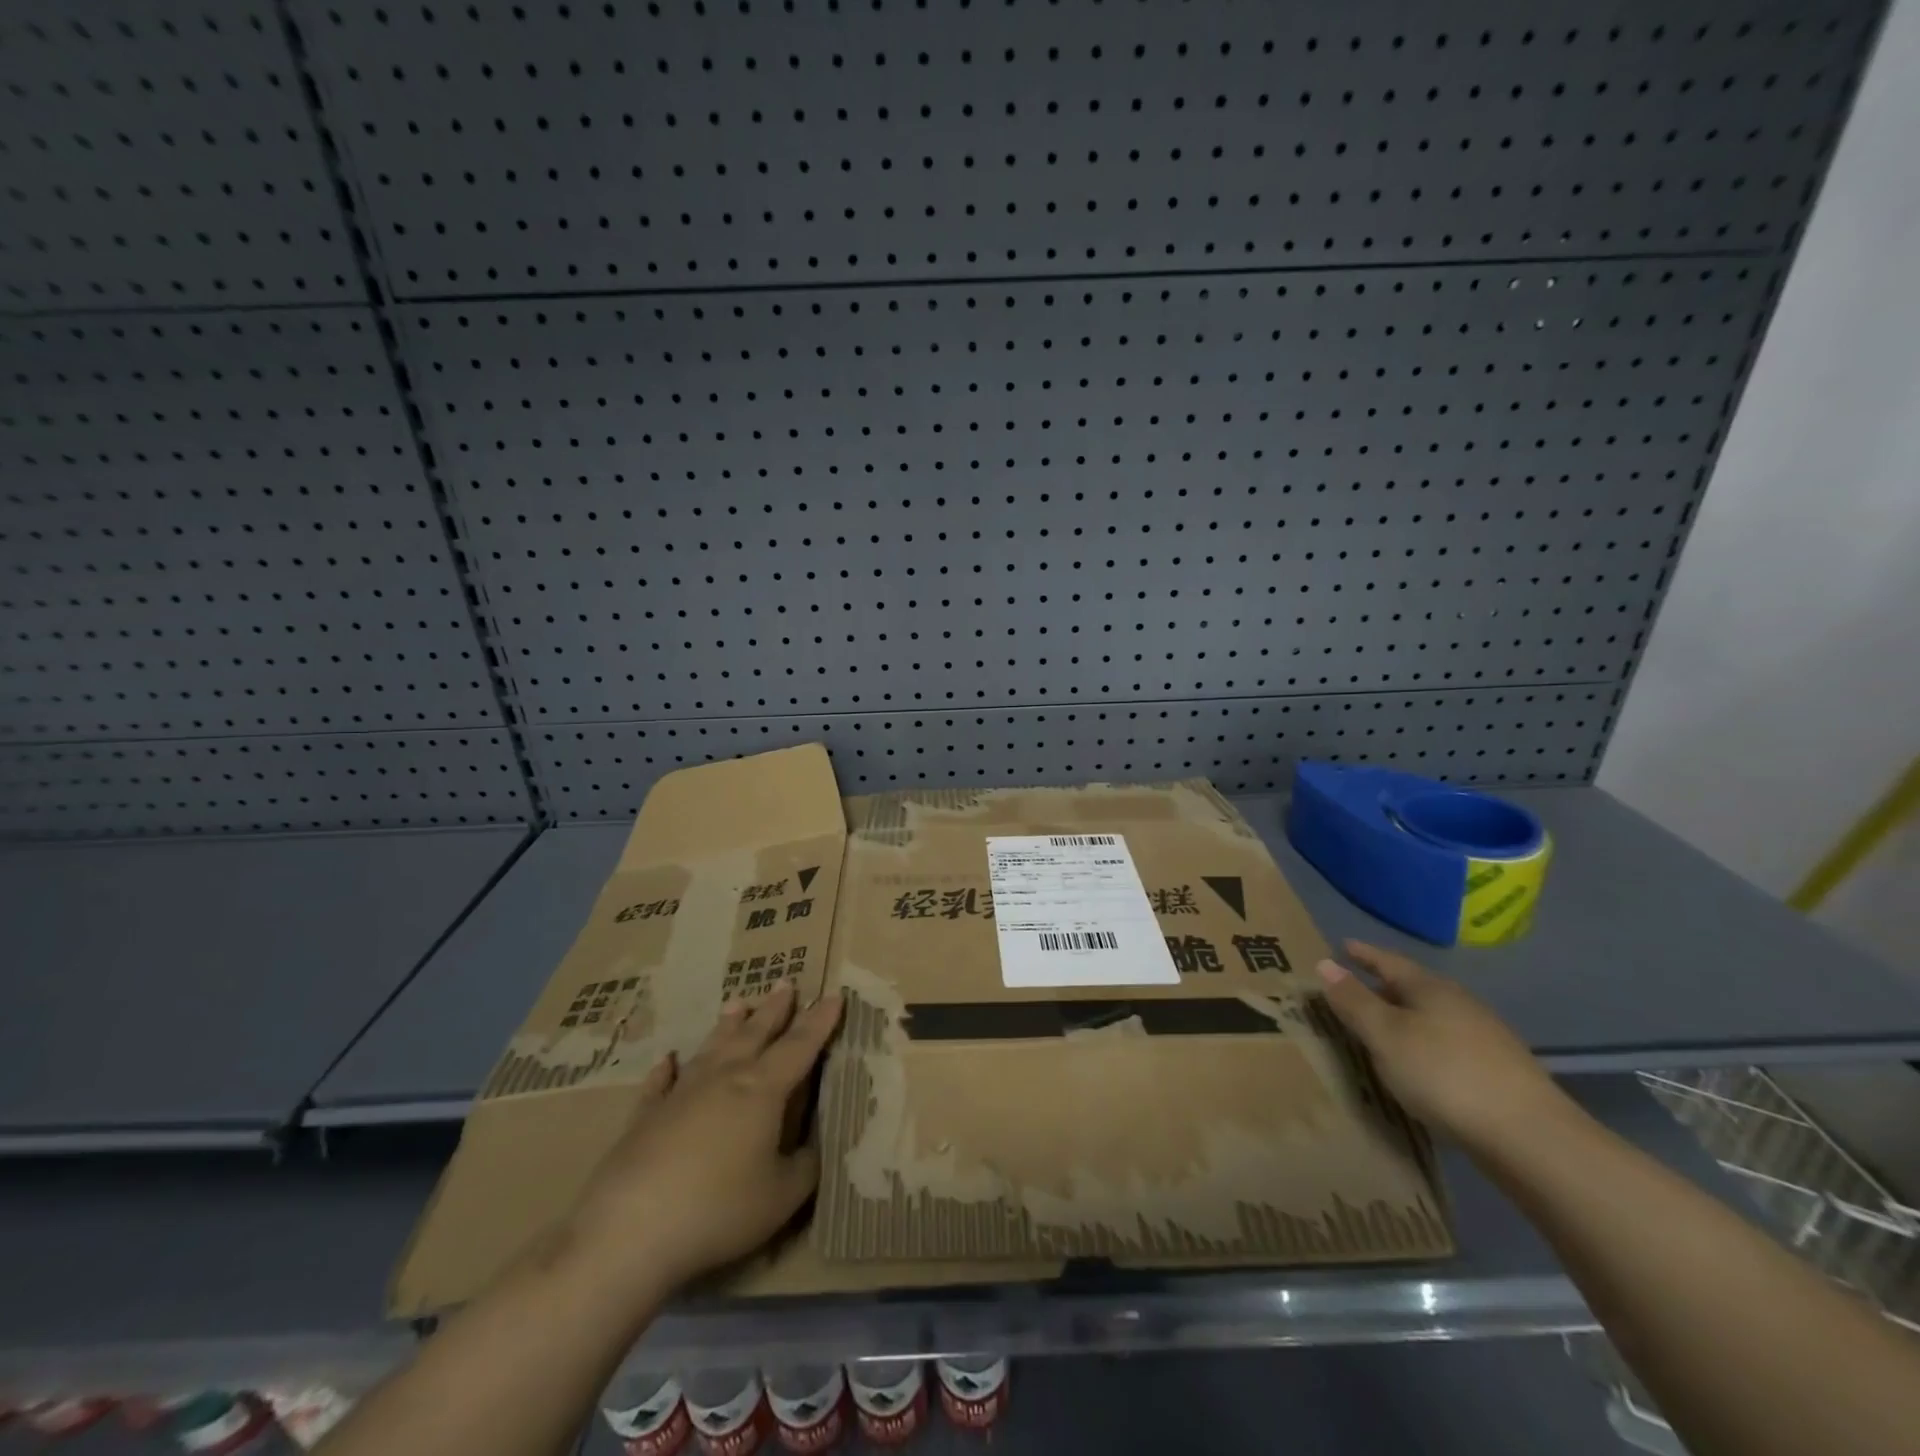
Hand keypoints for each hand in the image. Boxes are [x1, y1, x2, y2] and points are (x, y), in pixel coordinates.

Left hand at [562, 980, 843, 1298]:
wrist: (631, 1230)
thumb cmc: (719, 1208)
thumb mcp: (782, 1196)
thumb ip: (805, 1165)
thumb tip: (814, 1145)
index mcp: (763, 1089)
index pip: (800, 1046)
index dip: (819, 1021)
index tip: (834, 994)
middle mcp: (724, 1078)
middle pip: (755, 1033)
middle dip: (774, 1009)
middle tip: (786, 983)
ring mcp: (681, 1093)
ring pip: (712, 1048)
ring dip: (728, 1025)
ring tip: (738, 1003)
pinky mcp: (646, 1116)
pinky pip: (660, 1084)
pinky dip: (666, 1070)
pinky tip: (666, 1060)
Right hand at [1314, 941, 1568, 1153]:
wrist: (1531, 1137)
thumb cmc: (1444, 1074)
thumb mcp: (1385, 1035)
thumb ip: (1353, 1000)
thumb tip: (1324, 962)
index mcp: (1431, 988)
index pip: (1389, 961)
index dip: (1364, 954)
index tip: (1344, 946)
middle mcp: (1460, 1003)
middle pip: (1414, 987)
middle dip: (1384, 986)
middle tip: (1355, 990)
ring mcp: (1486, 1037)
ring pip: (1434, 1017)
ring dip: (1407, 1018)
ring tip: (1384, 1029)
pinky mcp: (1500, 1071)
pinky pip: (1449, 1044)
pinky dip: (1426, 1044)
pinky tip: (1422, 1065)